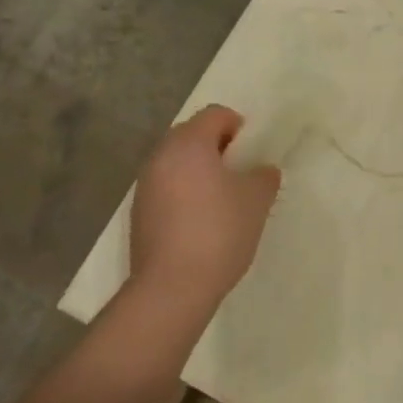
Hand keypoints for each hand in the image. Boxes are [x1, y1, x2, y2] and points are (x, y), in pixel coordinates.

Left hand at [129, 105, 279, 317]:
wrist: (171, 288)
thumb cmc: (219, 231)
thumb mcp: (256, 200)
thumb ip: (264, 176)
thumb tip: (262, 170)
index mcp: (189, 143)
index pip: (214, 114)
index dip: (237, 126)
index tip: (251, 151)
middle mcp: (161, 156)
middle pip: (191, 135)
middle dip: (216, 146)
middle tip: (239, 172)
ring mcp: (145, 185)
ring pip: (176, 163)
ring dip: (198, 170)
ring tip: (221, 199)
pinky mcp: (138, 213)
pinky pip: (165, 187)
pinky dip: (183, 192)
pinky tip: (200, 221)